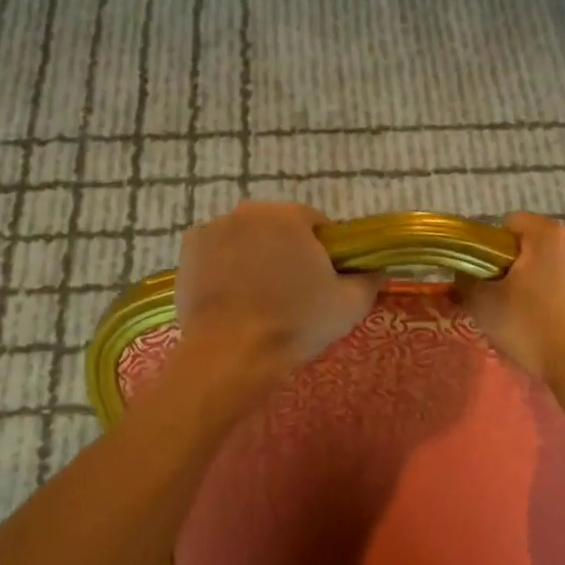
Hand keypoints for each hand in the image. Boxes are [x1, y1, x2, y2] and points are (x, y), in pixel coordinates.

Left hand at [176, 202, 381, 368]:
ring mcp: (213, 228)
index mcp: (289, 215)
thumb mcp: (350, 305)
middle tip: (292, 293)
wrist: (231, 354)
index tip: (322, 281)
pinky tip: (230, 297)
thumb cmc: (295, 324)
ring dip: (254, 257)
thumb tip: (376, 269)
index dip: (323, 252)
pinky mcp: (188, 251)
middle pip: (277, 228)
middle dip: (286, 251)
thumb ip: (369, 279)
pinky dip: (223, 267)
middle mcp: (249, 211)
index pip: (316, 224)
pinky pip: (216, 253)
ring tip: (258, 299)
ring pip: (245, 239)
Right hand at [458, 212, 564, 429]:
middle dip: (548, 261)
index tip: (507, 278)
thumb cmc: (542, 338)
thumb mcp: (488, 312)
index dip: (506, 249)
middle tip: (543, 300)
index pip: (516, 223)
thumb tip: (465, 268)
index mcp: (548, 235)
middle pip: (556, 239)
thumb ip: (469, 280)